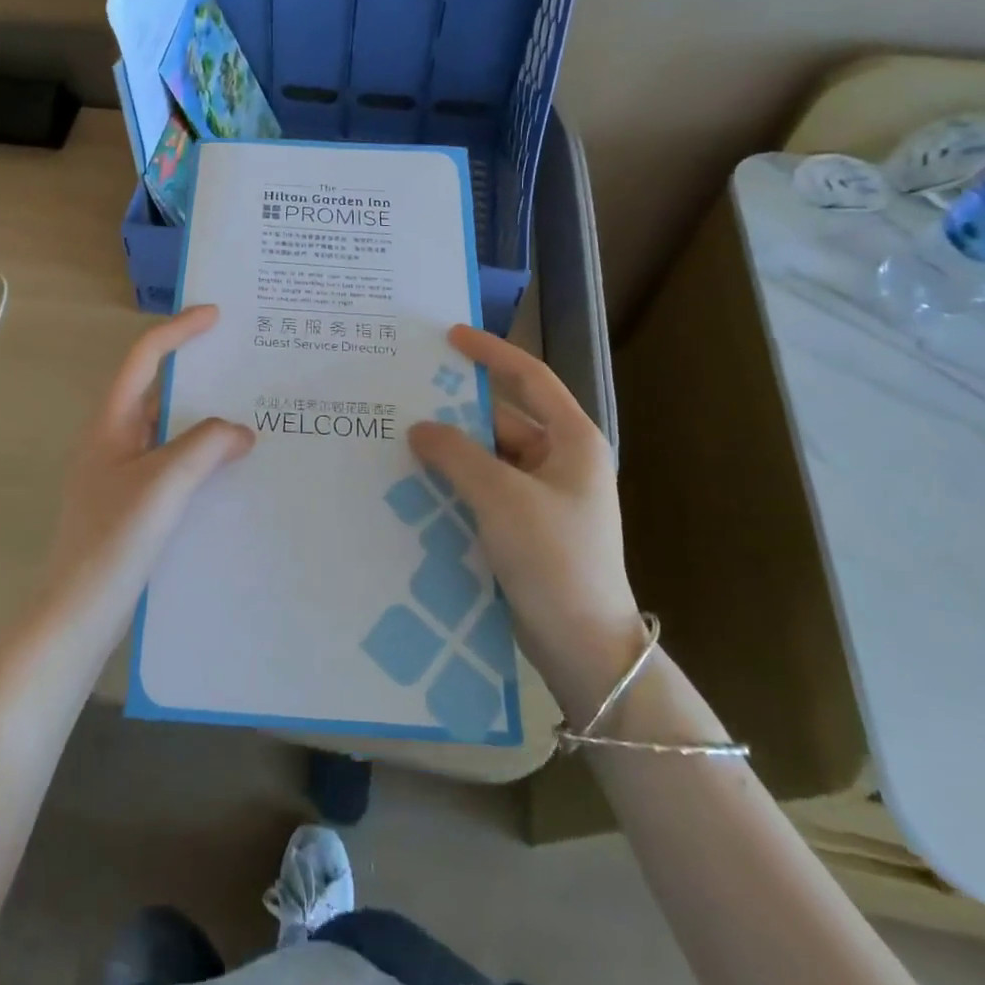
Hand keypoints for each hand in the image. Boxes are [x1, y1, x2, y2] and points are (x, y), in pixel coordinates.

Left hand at [41, 306, 253, 639]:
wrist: (77, 613)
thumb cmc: (113, 539)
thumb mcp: (164, 484)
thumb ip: (205, 446)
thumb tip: (241, 432)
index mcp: (111, 422)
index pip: (144, 358)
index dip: (178, 330)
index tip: (216, 316)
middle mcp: (113, 439)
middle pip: (157, 390)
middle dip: (198, 374)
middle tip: (244, 366)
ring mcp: (121, 472)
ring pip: (168, 430)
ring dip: (203, 419)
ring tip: (249, 415)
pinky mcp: (132, 503)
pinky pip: (172, 463)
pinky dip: (201, 456)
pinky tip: (230, 470)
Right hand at [407, 325, 640, 717]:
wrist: (584, 647)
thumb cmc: (554, 558)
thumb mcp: (501, 497)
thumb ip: (457, 454)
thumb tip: (419, 428)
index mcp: (572, 442)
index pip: (530, 379)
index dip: (491, 353)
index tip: (450, 336)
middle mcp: (560, 462)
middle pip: (501, 421)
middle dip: (456, 412)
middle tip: (405, 397)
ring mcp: (543, 497)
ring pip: (488, 458)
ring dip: (450, 451)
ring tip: (400, 439)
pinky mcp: (525, 528)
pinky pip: (484, 490)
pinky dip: (454, 483)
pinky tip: (416, 483)